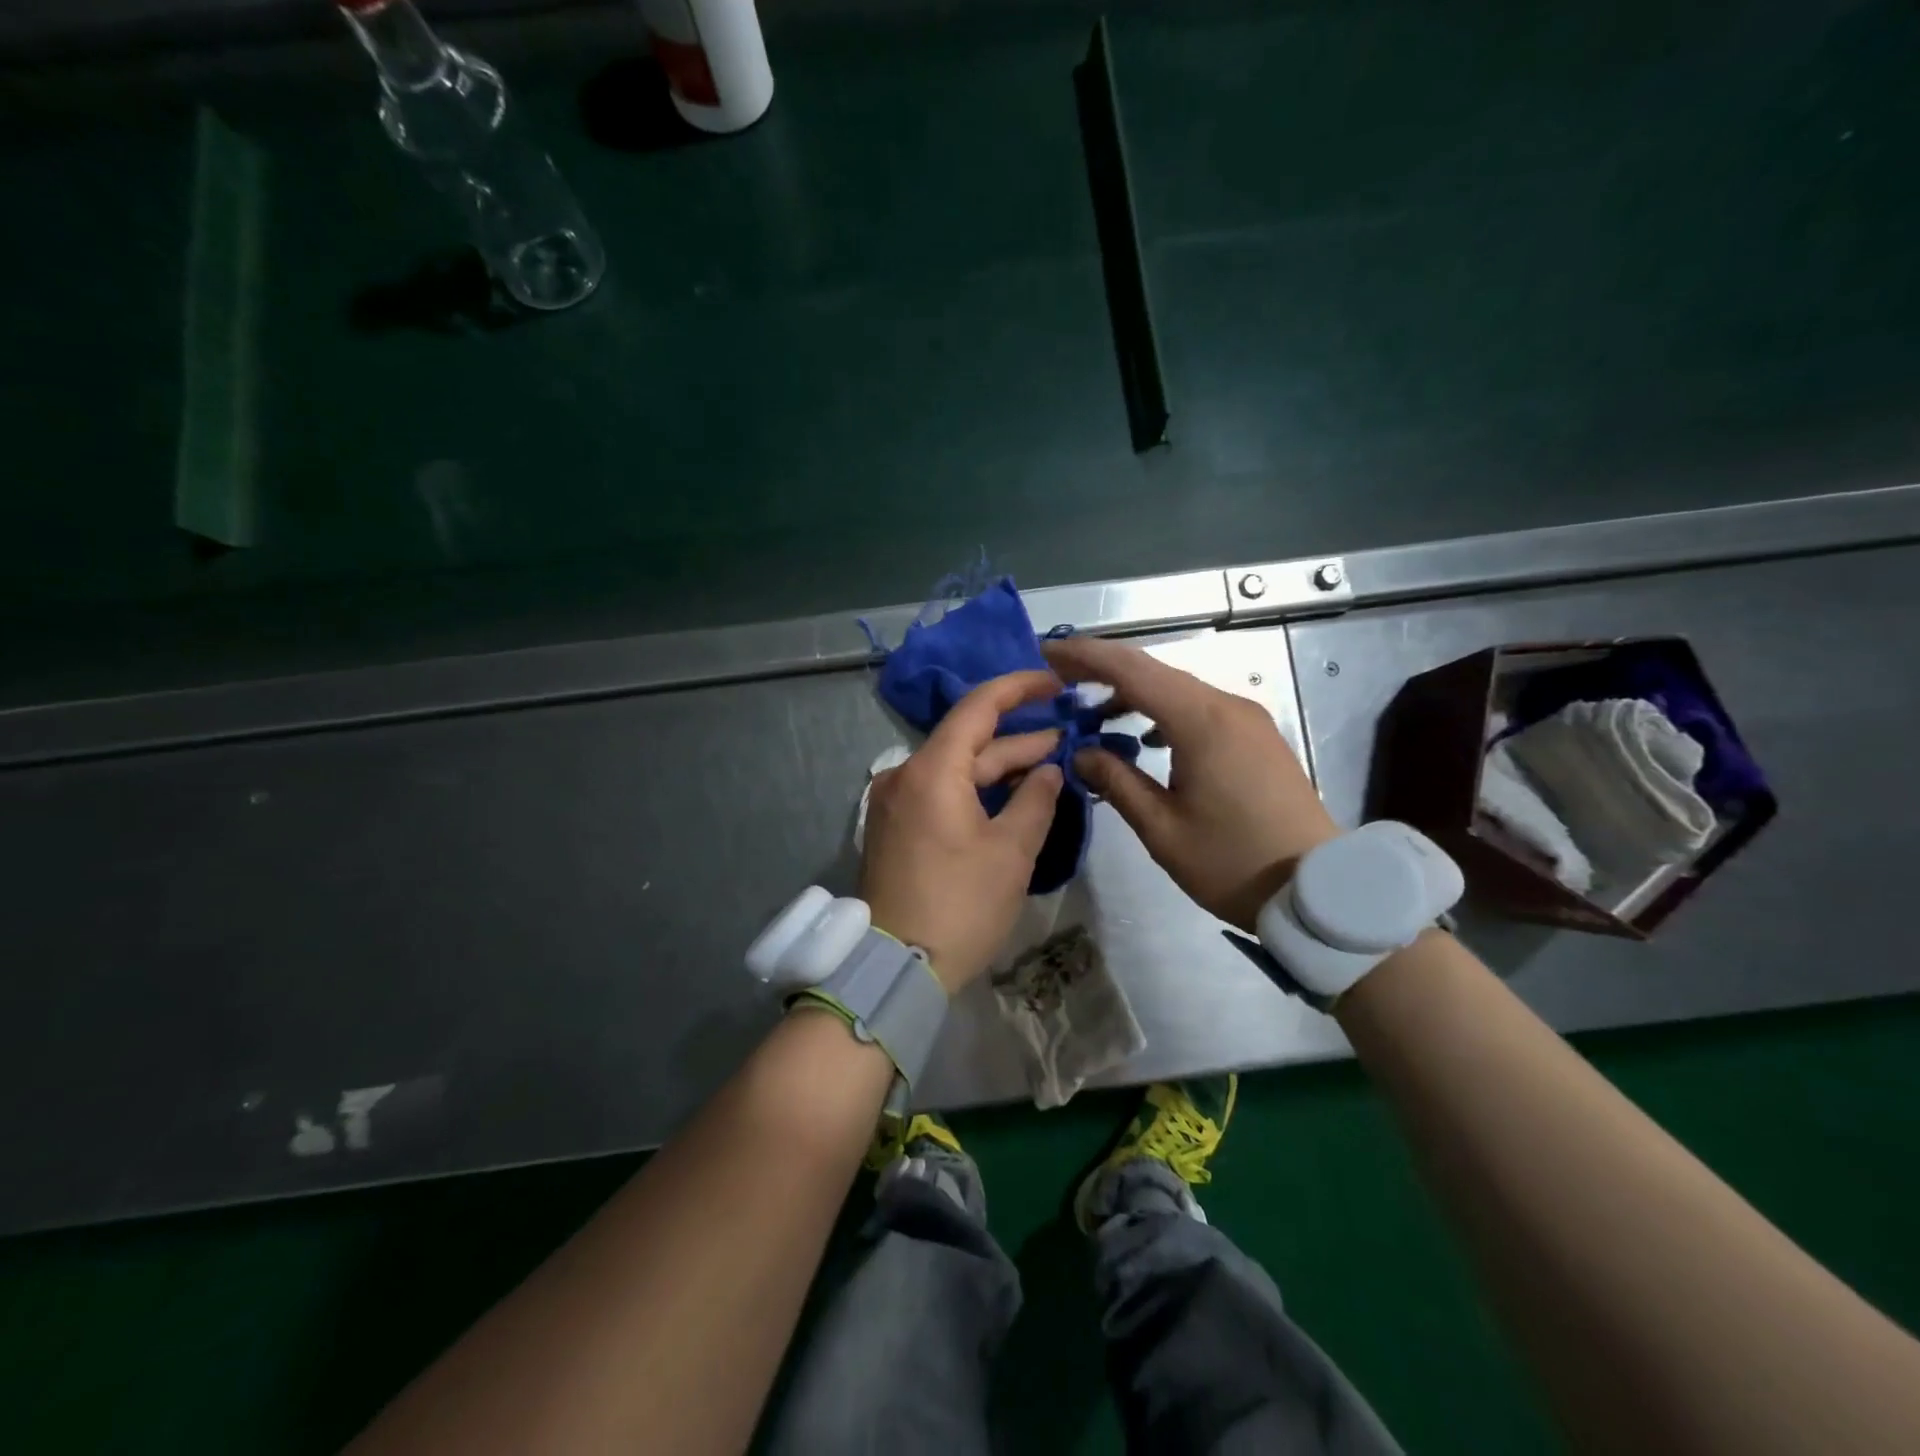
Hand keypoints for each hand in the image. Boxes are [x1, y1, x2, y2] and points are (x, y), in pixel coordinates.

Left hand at [859, 670, 1065, 992]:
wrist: (895, 967)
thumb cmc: (959, 906)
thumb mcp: (1010, 852)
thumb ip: (1036, 800)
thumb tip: (1049, 770)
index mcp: (931, 770)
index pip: (978, 707)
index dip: (1020, 688)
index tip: (1055, 682)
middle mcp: (905, 775)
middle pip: (969, 742)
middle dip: (1019, 739)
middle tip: (1067, 737)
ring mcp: (895, 802)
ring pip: (956, 769)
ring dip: (999, 767)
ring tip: (1048, 764)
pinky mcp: (895, 827)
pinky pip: (941, 792)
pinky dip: (976, 790)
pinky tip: (1010, 795)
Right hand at [1043, 635, 1337, 931]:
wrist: (1317, 888)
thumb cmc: (1232, 862)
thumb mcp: (1162, 829)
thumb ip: (1117, 782)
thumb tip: (1081, 752)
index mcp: (1201, 722)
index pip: (1132, 670)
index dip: (1085, 657)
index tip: (1047, 652)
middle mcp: (1226, 706)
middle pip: (1154, 671)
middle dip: (1103, 669)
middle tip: (1058, 677)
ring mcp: (1247, 719)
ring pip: (1178, 688)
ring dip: (1133, 692)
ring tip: (1092, 711)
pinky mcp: (1256, 736)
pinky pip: (1199, 707)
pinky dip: (1162, 710)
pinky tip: (1145, 735)